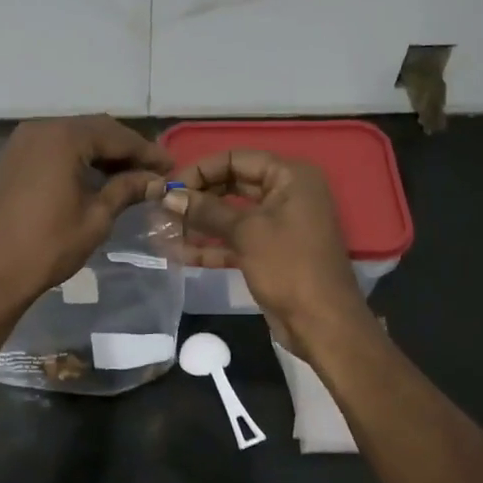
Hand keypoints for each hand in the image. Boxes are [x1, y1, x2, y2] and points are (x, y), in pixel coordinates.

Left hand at [0, 115, 171, 315]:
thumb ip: (126, 190)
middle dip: (125, 149)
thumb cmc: (47, 246)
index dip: (146, 152)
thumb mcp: (95, 218)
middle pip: (93, 130)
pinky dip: (77, 159)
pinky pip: (53, 150)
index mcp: (63, 138)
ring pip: (72, 138)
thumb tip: (156, 181)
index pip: (115, 136)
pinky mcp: (11, 160)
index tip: (171, 168)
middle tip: (153, 171)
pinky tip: (95, 178)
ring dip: (101, 154)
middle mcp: (40, 129)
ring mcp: (21, 143)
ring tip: (129, 176)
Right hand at [162, 149, 371, 354]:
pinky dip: (210, 245)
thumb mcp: (247, 232)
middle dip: (197, 198)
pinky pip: (234, 240)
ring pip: (230, 215)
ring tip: (162, 231)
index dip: (200, 170)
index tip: (168, 188)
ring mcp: (277, 224)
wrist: (321, 322)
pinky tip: (178, 253)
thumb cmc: (289, 267)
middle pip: (231, 185)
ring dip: (198, 223)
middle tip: (161, 209)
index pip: (236, 159)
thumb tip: (169, 196)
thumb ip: (206, 210)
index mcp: (290, 177)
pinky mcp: (268, 252)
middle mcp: (285, 194)